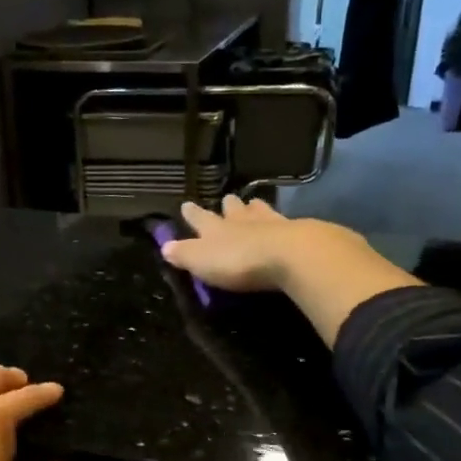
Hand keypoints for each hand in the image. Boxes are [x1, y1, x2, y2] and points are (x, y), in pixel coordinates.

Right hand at [158, 195, 362, 290]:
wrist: (289, 255)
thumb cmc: (238, 261)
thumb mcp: (202, 261)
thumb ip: (184, 254)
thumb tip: (164, 246)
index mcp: (215, 229)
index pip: (199, 218)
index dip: (192, 214)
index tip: (186, 204)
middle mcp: (241, 221)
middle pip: (232, 209)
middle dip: (228, 206)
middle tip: (227, 199)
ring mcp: (270, 224)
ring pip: (259, 211)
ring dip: (254, 208)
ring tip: (253, 203)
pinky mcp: (296, 233)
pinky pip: (284, 223)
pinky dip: (279, 222)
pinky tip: (283, 224)